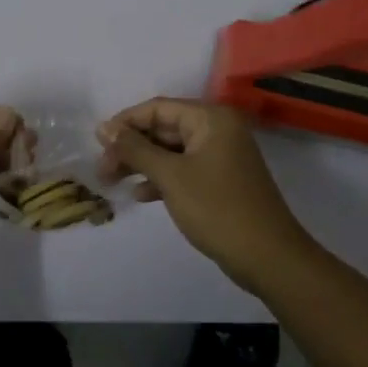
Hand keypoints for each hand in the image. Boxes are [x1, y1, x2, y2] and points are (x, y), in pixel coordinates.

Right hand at [98, 97, 312, 290]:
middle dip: (132, 147)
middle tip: (103, 170)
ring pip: (172, 150)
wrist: (269, 258)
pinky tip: (142, 195)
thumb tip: (104, 128)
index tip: (97, 142)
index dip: (125, 122)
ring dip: (143, 164)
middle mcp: (218, 129)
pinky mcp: (222, 180)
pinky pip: (184, 168)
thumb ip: (136, 149)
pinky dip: (162, 178)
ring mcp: (222, 155)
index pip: (158, 108)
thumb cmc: (217, 209)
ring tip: (113, 182)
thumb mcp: (171, 176)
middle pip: (164, 128)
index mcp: (211, 118)